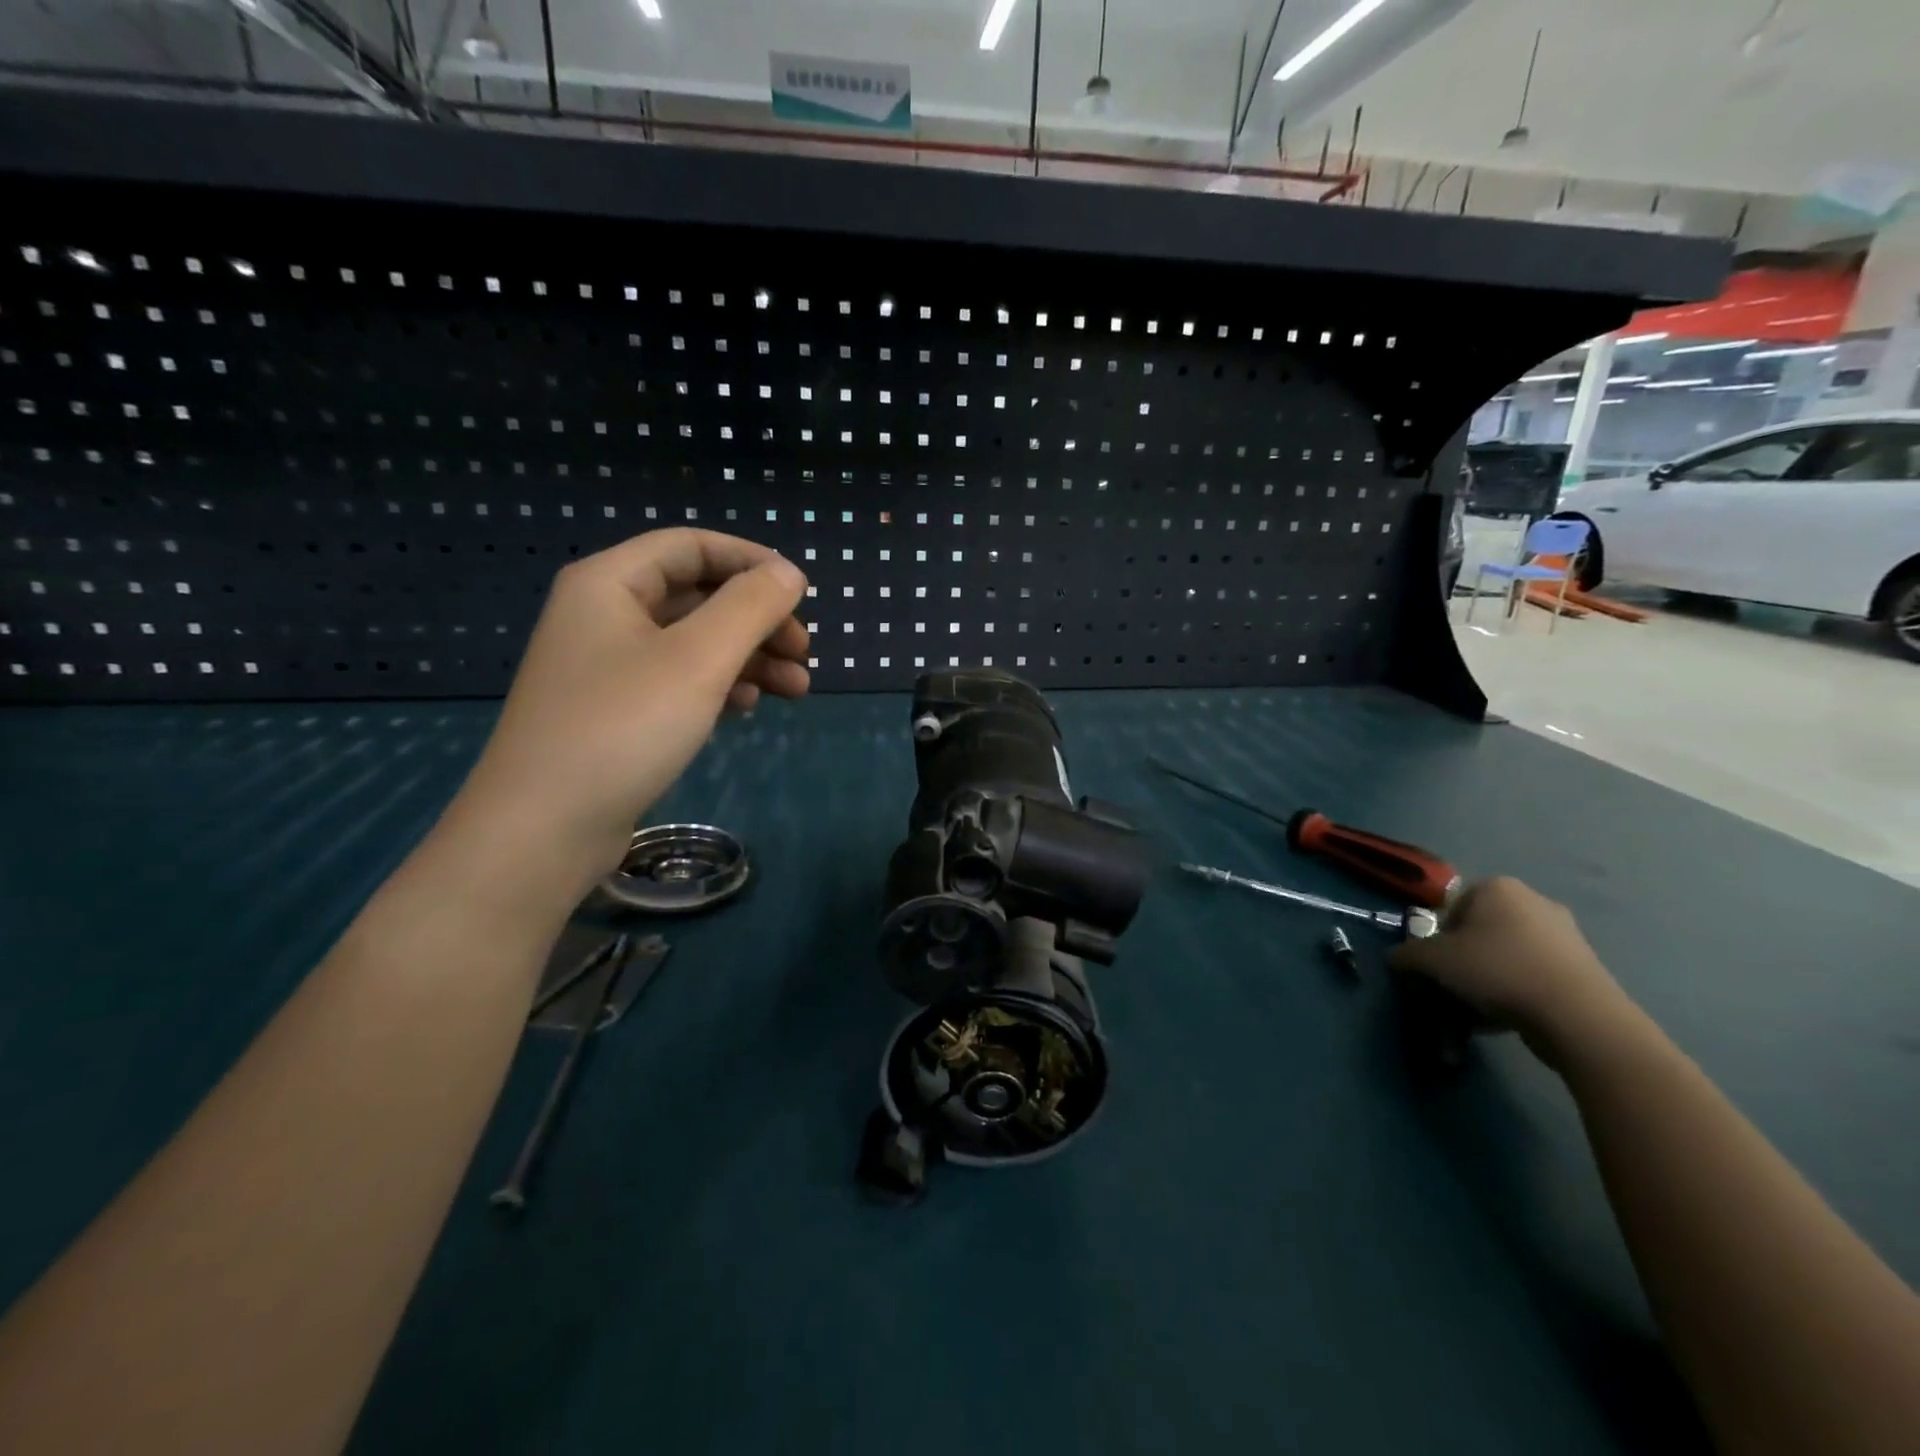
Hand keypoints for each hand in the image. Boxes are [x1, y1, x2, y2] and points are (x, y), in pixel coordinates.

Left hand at [453, 529, 809, 884]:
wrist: (543, 829)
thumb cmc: (623, 727)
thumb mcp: (698, 659)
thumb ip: (750, 606)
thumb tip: (789, 573)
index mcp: (610, 583)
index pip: (691, 546)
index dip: (751, 561)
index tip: (801, 593)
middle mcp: (605, 615)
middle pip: (698, 596)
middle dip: (758, 619)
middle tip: (803, 652)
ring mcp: (608, 667)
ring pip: (694, 643)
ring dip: (749, 658)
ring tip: (796, 689)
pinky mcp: (617, 712)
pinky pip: (679, 680)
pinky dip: (719, 686)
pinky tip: (747, 709)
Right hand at [1387, 877, 1636, 1064]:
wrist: (1578, 1016)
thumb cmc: (1496, 970)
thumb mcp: (1432, 960)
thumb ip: (1407, 955)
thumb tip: (1395, 959)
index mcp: (1497, 888)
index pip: (1451, 908)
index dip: (1437, 939)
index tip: (1435, 966)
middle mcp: (1533, 901)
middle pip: (1479, 932)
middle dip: (1463, 960)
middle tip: (1453, 987)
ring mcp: (1564, 934)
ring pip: (1506, 955)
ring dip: (1488, 979)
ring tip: (1478, 1011)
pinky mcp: (1584, 967)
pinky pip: (1533, 974)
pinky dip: (1516, 991)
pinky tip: (1505, 1018)